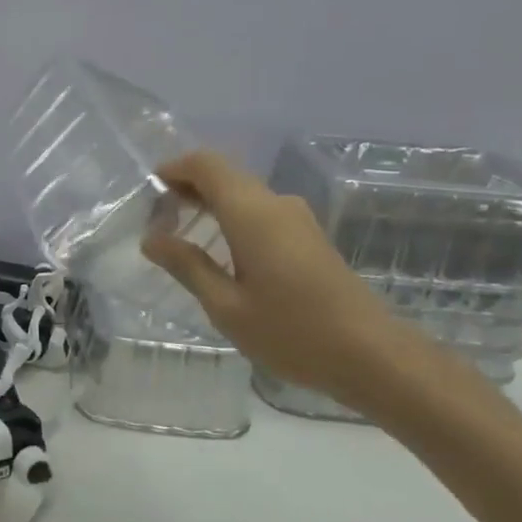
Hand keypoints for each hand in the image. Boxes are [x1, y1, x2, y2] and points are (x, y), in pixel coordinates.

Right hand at [142, 151, 427, 411]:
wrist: (374, 356)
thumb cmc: (292, 332)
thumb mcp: (226, 306)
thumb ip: (187, 266)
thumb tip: (151, 238)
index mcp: (253, 214)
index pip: (206, 164)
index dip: (173, 169)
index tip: (148, 195)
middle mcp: (276, 204)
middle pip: (224, 175)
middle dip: (186, 188)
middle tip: (157, 222)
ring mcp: (297, 219)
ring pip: (243, 193)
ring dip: (208, 204)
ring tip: (180, 238)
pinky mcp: (308, 237)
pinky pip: (259, 211)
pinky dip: (230, 218)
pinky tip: (218, 253)